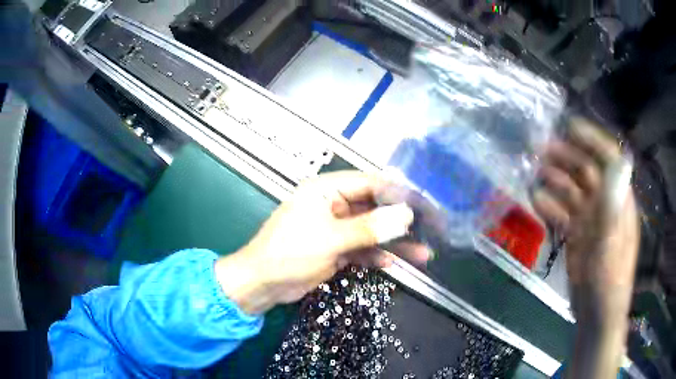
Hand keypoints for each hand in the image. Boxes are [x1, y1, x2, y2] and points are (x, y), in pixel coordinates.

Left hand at [215, 171, 430, 314]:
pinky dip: (377, 255)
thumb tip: (405, 215)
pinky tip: (395, 262)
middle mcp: (333, 204)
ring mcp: (335, 228)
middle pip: (374, 208)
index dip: (398, 192)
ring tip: (423, 252)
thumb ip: (369, 228)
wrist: (263, 284)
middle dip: (401, 220)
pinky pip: (362, 248)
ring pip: (371, 231)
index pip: (370, 183)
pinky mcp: (336, 248)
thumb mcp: (331, 239)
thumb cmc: (290, 253)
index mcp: (326, 190)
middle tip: (430, 228)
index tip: (425, 203)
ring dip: (394, 242)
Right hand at [533, 117, 638, 378]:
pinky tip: (535, 199)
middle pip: (586, 171)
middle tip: (541, 148)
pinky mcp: (576, 235)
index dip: (592, 140)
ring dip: (555, 179)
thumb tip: (617, 164)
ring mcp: (589, 220)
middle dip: (567, 156)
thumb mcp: (613, 244)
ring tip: (535, 172)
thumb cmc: (609, 280)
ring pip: (571, 190)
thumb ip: (613, 204)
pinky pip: (562, 213)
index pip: (609, 159)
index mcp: (619, 201)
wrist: (596, 313)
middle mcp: (605, 204)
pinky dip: (549, 204)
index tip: (570, 127)